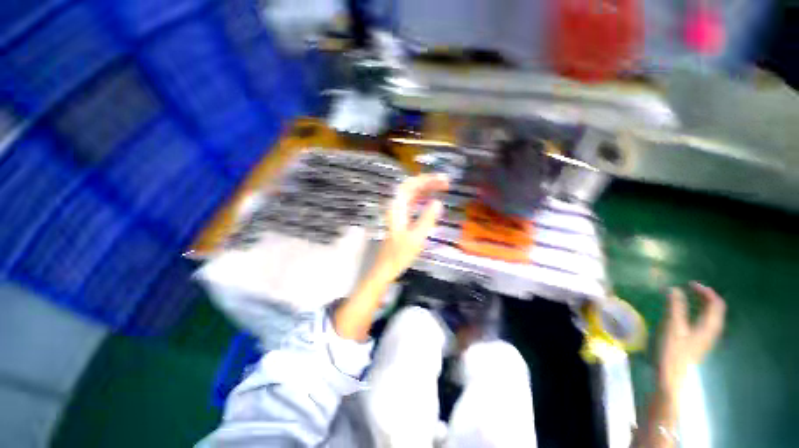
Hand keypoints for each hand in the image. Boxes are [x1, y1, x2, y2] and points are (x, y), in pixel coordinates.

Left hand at [371, 174, 448, 282]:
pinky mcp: (400, 219)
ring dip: (425, 188)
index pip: (409, 185)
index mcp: (396, 208)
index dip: (425, 179)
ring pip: (411, 194)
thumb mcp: (416, 238)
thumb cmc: (399, 255)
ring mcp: (397, 212)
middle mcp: (395, 206)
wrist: (385, 268)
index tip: (442, 179)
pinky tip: (430, 199)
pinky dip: (422, 198)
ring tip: (442, 187)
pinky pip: (412, 202)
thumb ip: (427, 219)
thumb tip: (438, 202)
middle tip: (446, 182)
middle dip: (427, 182)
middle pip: (410, 187)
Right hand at [658, 282, 726, 394]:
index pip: (716, 303)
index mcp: (709, 326)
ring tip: (687, 298)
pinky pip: (704, 322)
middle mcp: (712, 331)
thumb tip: (675, 289)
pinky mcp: (699, 342)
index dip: (706, 291)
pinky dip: (698, 313)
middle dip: (704, 297)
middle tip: (689, 289)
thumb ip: (675, 307)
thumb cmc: (674, 351)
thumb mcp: (673, 327)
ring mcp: (706, 338)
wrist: (673, 376)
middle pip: (715, 310)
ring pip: (710, 316)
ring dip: (701, 305)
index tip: (690, 284)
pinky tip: (686, 314)